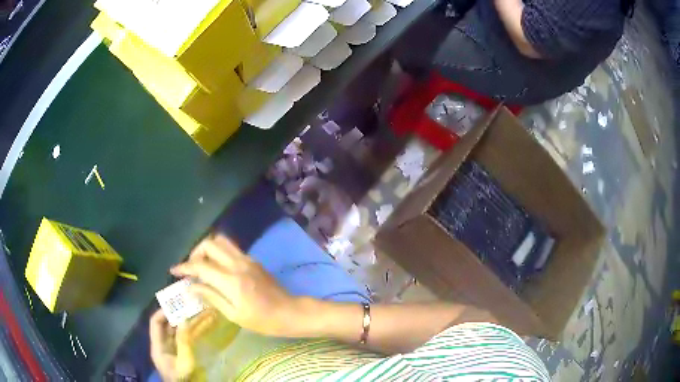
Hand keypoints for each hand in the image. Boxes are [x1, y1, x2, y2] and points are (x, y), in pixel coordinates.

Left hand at [149, 309, 215, 380]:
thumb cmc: (183, 378)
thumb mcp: (184, 362)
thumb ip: (183, 341)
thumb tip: (183, 319)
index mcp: (158, 345)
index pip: (156, 323)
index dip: (164, 312)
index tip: (177, 304)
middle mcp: (164, 344)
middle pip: (169, 325)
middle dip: (181, 314)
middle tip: (193, 304)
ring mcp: (174, 348)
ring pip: (180, 330)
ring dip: (191, 321)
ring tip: (204, 311)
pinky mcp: (183, 353)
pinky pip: (188, 338)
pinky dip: (196, 331)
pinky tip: (206, 324)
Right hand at [170, 235, 306, 336]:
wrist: (289, 312)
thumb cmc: (262, 320)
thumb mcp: (234, 314)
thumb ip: (211, 297)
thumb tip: (190, 287)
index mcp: (231, 280)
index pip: (201, 266)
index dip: (184, 267)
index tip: (173, 270)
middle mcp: (238, 264)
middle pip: (210, 244)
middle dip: (195, 253)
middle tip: (191, 269)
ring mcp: (247, 259)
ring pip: (221, 241)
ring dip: (207, 249)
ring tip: (203, 266)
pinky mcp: (253, 260)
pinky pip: (231, 248)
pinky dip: (219, 252)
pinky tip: (217, 268)